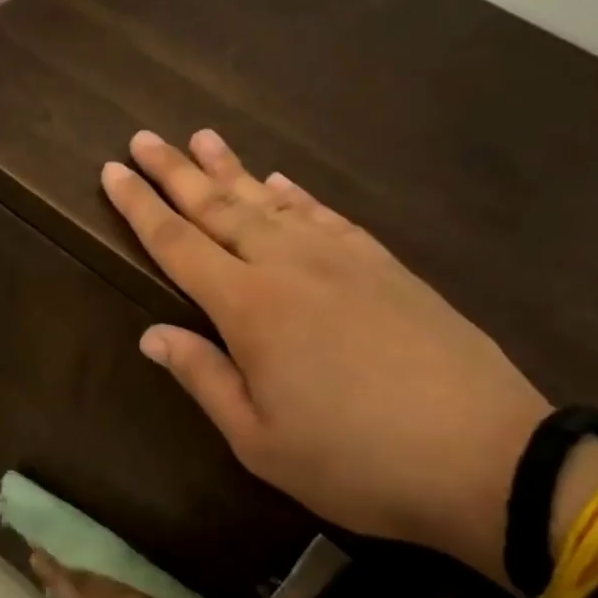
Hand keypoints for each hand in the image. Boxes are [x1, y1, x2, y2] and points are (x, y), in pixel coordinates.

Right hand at [102, 129, 550, 588]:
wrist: (485, 454)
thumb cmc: (356, 460)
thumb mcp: (260, 440)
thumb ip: (204, 378)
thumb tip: (151, 335)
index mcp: (248, 307)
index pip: (177, 244)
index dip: (140, 206)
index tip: (112, 171)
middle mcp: (288, 265)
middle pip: (218, 207)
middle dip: (175, 172)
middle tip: (142, 138)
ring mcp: (341, 257)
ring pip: (269, 200)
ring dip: (231, 169)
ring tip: (202, 138)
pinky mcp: (384, 263)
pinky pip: (324, 214)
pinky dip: (295, 193)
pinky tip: (280, 181)